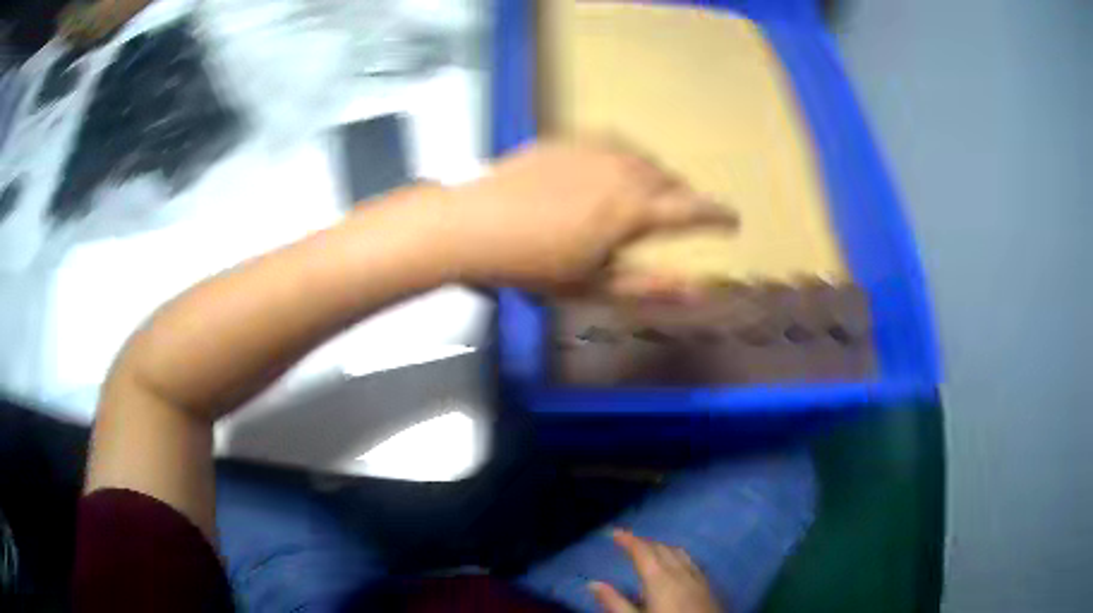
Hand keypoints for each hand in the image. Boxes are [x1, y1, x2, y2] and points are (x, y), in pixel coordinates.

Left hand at [445, 140, 737, 293]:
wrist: (475, 224)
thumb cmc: (535, 265)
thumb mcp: (594, 286)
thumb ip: (650, 287)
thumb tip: (699, 293)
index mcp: (635, 210)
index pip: (694, 209)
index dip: (718, 215)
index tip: (733, 220)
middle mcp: (624, 170)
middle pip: (670, 181)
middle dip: (684, 198)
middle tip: (686, 214)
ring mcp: (595, 149)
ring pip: (644, 159)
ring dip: (657, 177)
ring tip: (651, 193)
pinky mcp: (569, 139)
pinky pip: (614, 144)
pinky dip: (627, 159)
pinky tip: (615, 168)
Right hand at [590, 530, 722, 612]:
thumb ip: (614, 602)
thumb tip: (593, 583)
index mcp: (659, 578)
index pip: (642, 551)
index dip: (628, 539)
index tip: (614, 531)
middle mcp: (679, 571)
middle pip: (661, 548)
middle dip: (643, 542)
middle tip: (627, 541)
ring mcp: (697, 576)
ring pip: (678, 552)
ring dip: (661, 546)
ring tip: (648, 549)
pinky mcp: (707, 584)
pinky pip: (691, 560)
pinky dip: (677, 555)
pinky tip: (676, 564)